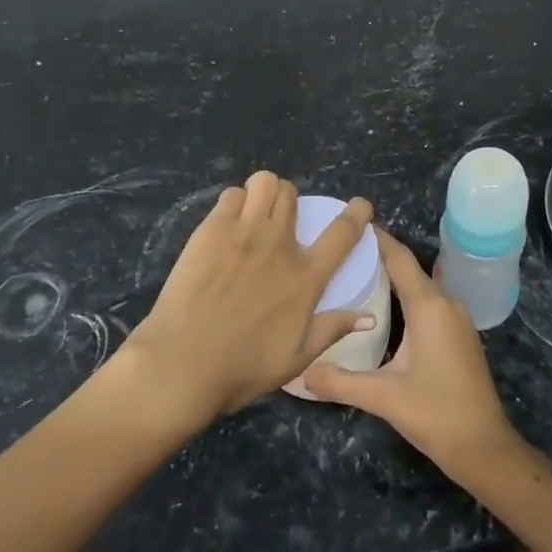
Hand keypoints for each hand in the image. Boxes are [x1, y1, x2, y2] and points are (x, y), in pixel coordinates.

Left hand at [119, 171, 374, 424]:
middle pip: (292, 194)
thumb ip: (331, 330)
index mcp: (304, 278)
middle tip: (279, 219)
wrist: (183, 364)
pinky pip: (230, 196)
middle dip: (290, 200)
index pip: (342, 233)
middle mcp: (279, 245)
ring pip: (264, 183)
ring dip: (264, 192)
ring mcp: (244, 233)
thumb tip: (368, 317)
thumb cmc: (242, 369)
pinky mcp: (211, 230)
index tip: (360, 206)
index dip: (357, 214)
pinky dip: (234, 203)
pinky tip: (227, 223)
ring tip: (254, 211)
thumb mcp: (296, 358)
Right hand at [303, 229, 524, 486]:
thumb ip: (338, 381)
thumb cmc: (435, 413)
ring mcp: (457, 317)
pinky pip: (429, 300)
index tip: (349, 224)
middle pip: (408, 267)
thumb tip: (299, 372)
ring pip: (420, 284)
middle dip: (377, 256)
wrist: (483, 446)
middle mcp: (445, 302)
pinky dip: (406, 294)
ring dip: (392, 277)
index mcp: (428, 305)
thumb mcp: (381, 397)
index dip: (375, 238)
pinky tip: (384, 307)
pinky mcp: (460, 333)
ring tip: (356, 274)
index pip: (399, 258)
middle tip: (341, 252)